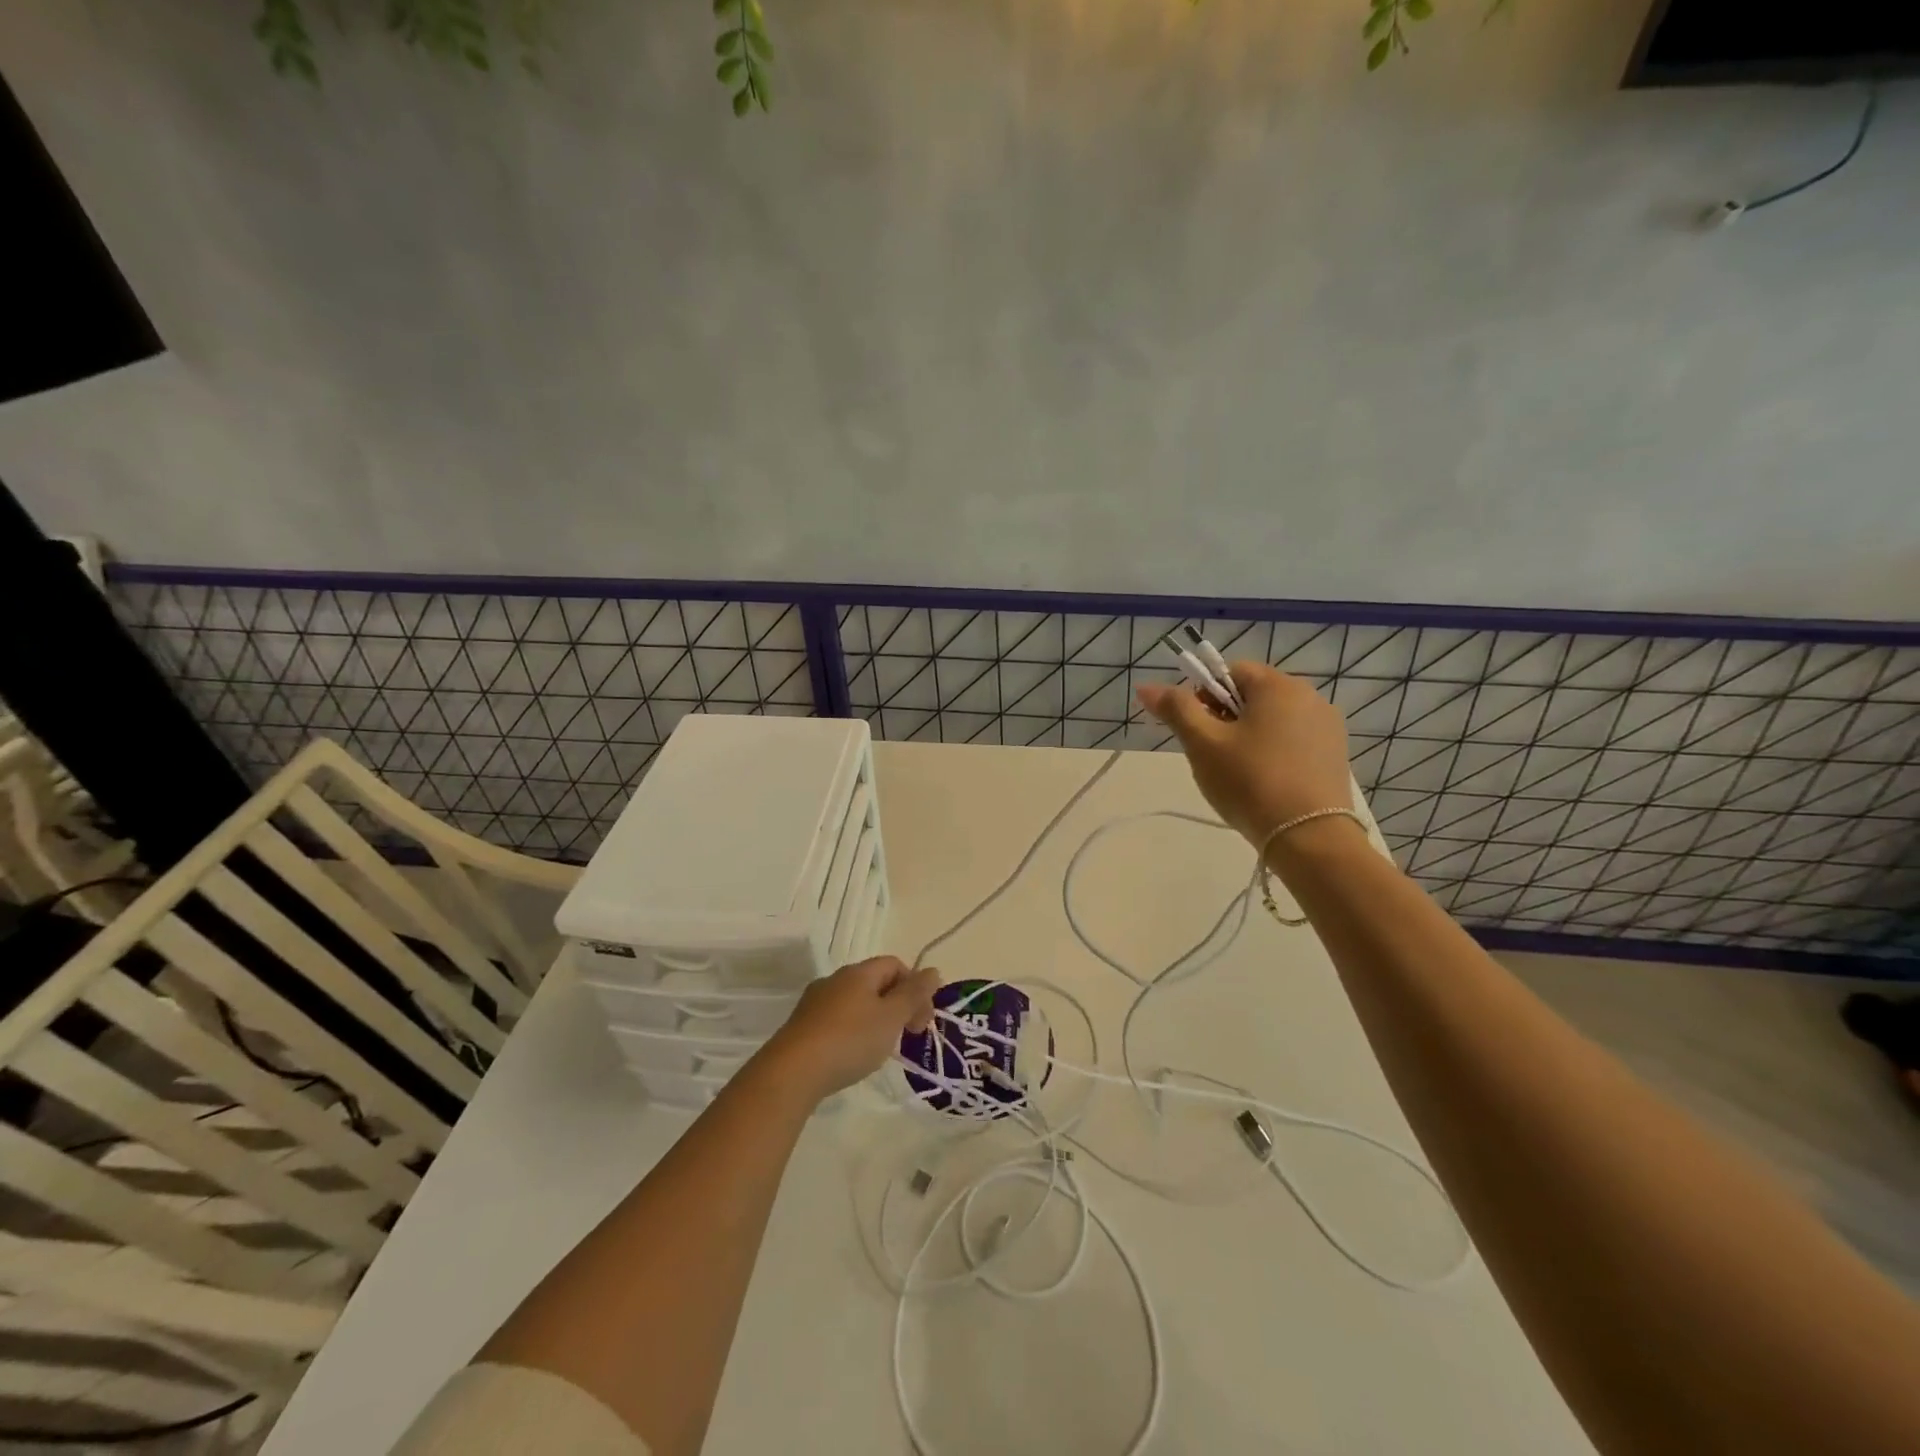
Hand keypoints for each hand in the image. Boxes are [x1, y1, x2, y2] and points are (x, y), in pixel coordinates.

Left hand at [760, 956, 940, 1102]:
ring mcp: (816, 1002)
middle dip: (898, 1005)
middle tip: (907, 1036)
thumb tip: (933, 971)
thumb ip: (914, 994)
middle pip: (876, 983)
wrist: (792, 1072)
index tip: (922, 1019)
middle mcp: (836, 980)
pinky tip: (853, 1056)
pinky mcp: (803, 1026)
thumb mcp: (891, 1018)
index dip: (915, 987)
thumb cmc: (850, 1040)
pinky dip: (854, 1032)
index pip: (895, 964)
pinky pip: (838, 1020)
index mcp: (859, 972)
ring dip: (876, 1019)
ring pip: (857, 1002)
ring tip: (882, 1049)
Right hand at [1136, 661, 1353, 844]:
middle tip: (1213, 755)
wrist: (1309, 838)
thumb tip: (1146, 687)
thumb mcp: (1203, 744)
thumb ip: (1176, 709)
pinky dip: (1274, 753)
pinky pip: (1294, 741)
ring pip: (1273, 720)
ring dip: (1249, 736)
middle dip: (1226, 718)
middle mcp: (1310, 696)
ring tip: (1239, 773)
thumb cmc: (1250, 782)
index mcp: (1279, 686)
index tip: (1198, 730)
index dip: (1205, 696)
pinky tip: (1265, 782)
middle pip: (1253, 694)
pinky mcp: (1335, 755)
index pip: (1230, 671)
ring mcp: (1328, 727)